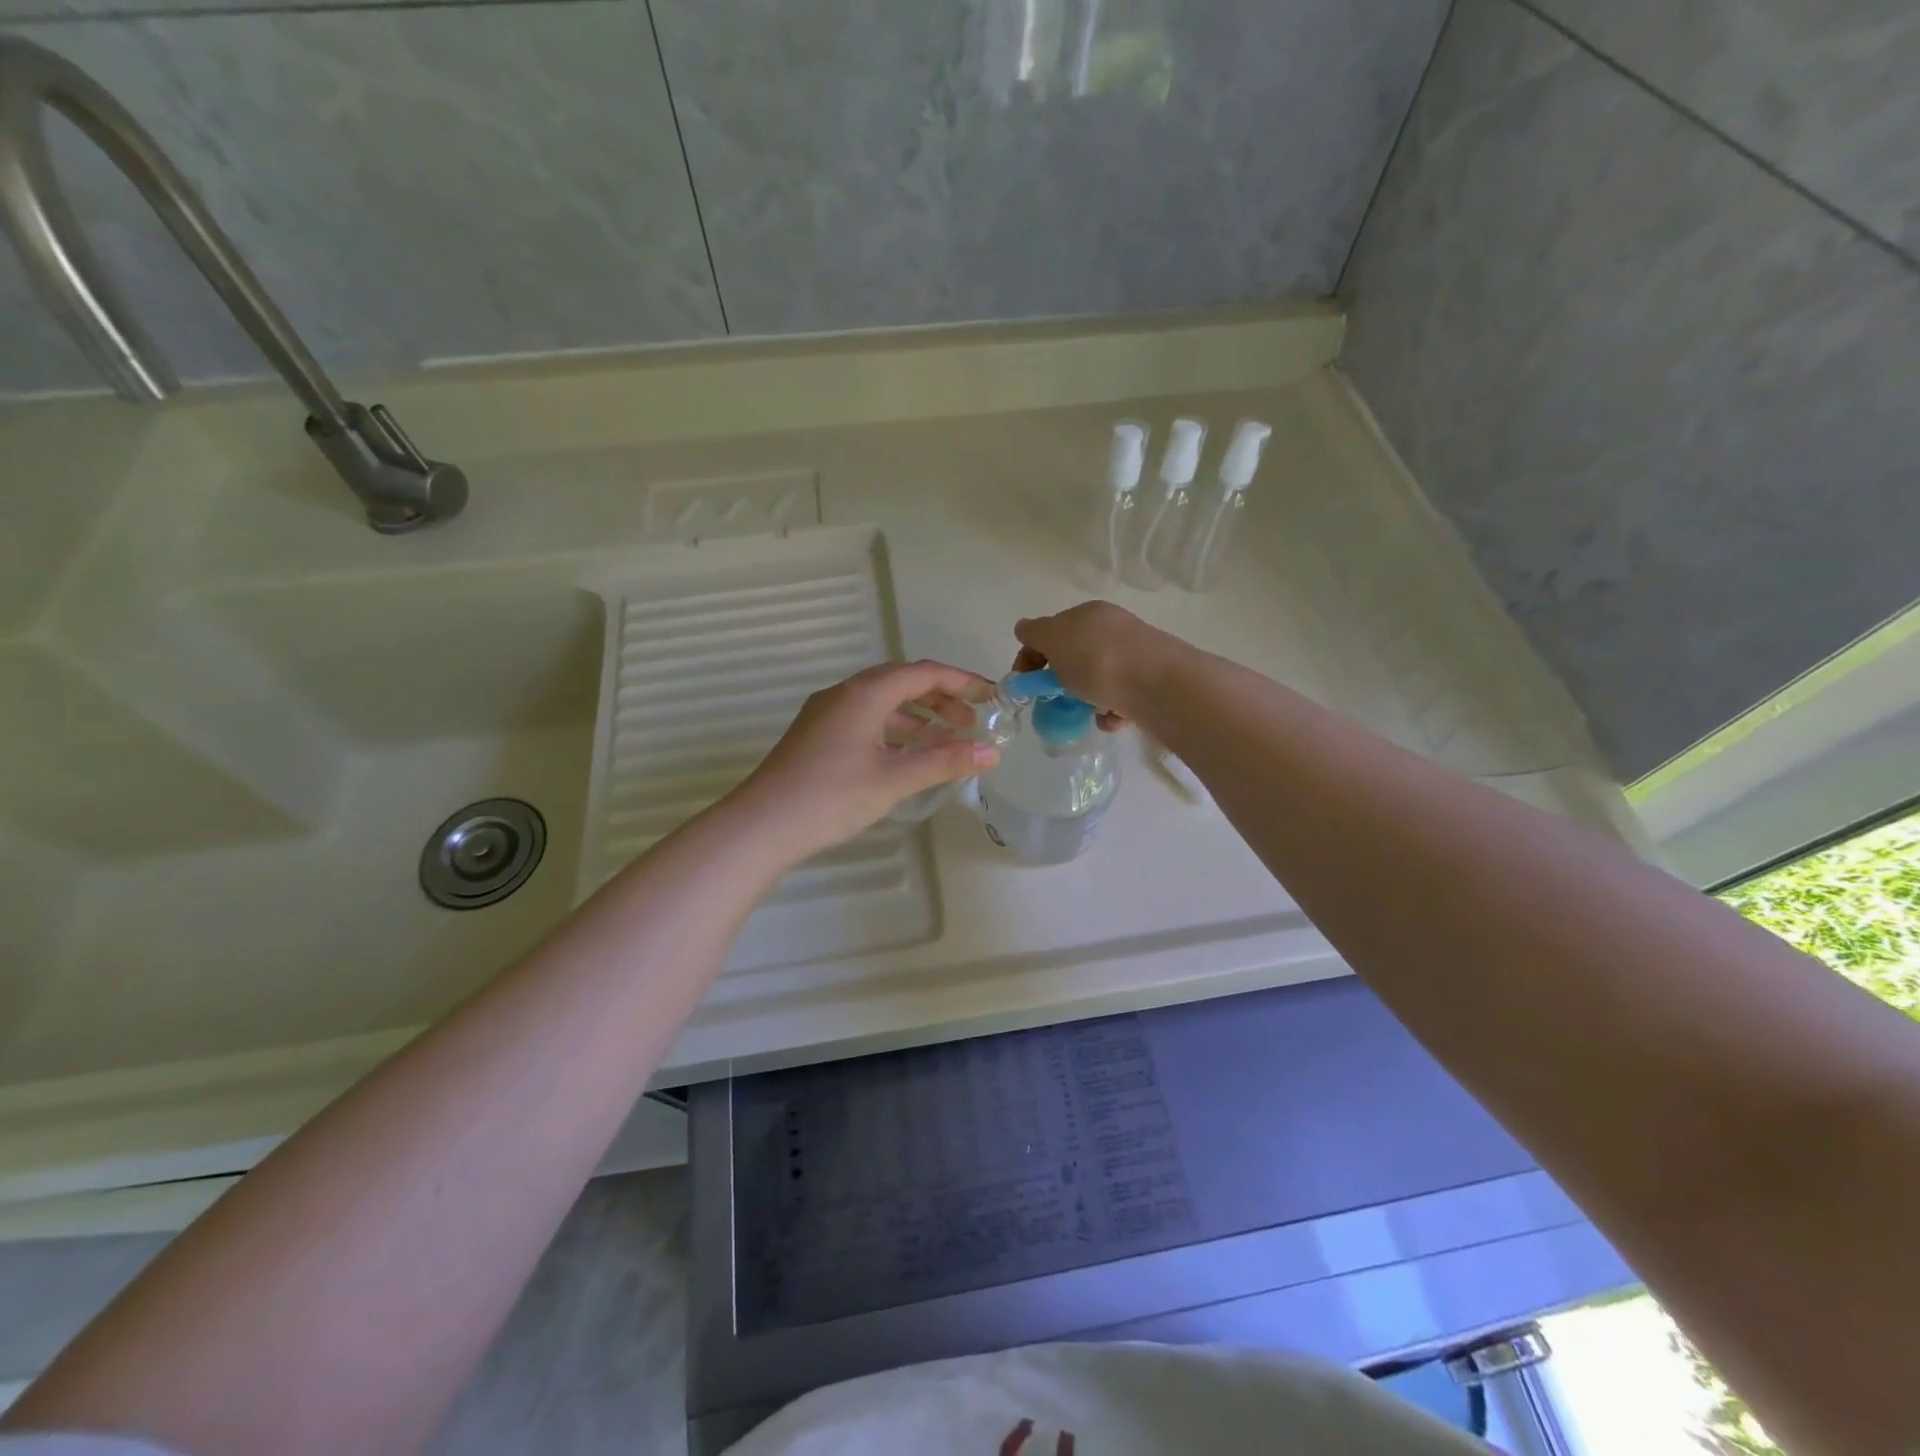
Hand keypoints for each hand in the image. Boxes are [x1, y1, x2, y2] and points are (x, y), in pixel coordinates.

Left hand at [727, 660, 999, 863]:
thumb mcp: (894, 778)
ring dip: (917, 716)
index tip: (992, 697)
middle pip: (902, 683)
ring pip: (882, 703)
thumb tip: (990, 752)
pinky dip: (894, 731)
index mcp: (864, 693)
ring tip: (945, 741)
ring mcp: (826, 714)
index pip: (923, 673)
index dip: (961, 681)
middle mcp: (844, 694)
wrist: (762, 824)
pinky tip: (906, 756)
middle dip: (940, 699)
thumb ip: (944, 761)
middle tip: (971, 723)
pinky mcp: (817, 736)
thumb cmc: (832, 796)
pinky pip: (866, 720)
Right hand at [1011, 601, 1184, 726]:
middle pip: (1074, 657)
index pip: (1050, 631)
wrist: (1158, 684)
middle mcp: (1112, 629)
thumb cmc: (1097, 658)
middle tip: (1055, 700)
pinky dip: (1111, 711)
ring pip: (1097, 680)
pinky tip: (1113, 718)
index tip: (1025, 685)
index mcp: (1088, 613)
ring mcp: (1134, 655)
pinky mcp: (1150, 683)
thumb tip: (1024, 629)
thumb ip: (1034, 633)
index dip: (1031, 656)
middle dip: (1061, 681)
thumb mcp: (1054, 638)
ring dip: (1086, 699)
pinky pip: (1119, 698)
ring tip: (1089, 712)